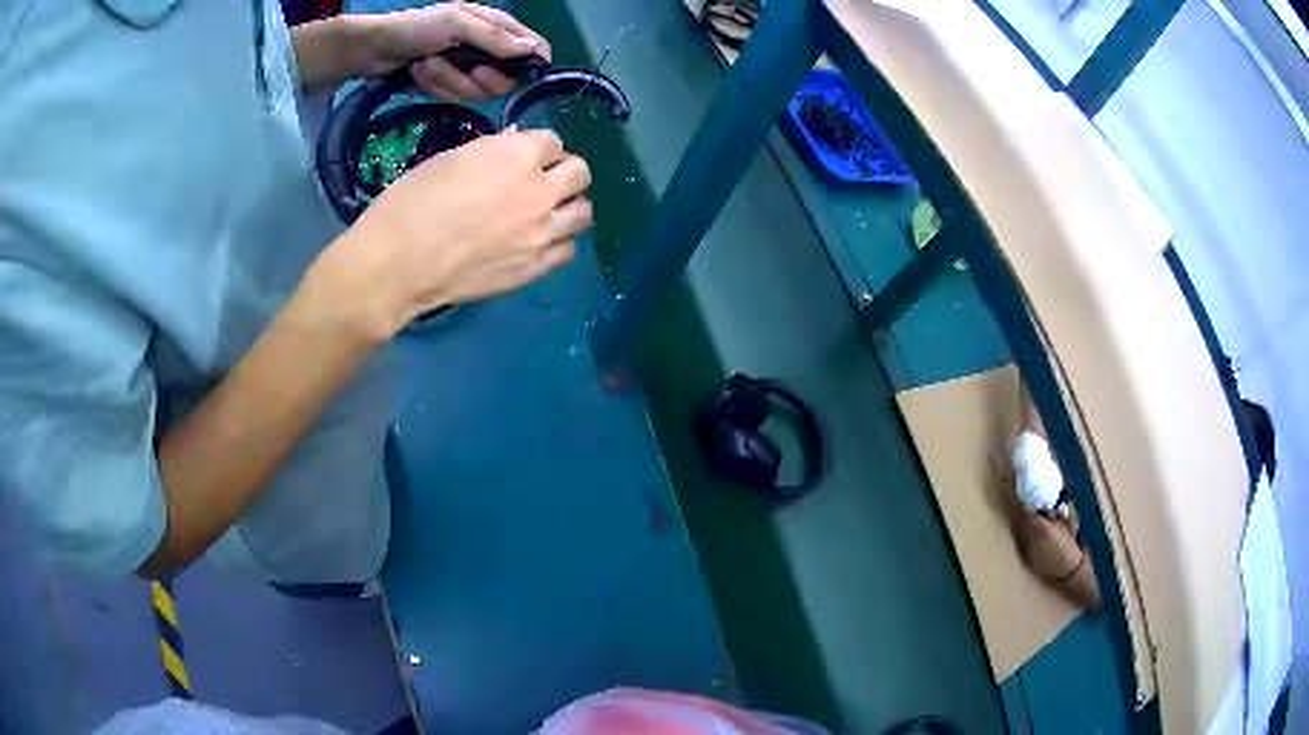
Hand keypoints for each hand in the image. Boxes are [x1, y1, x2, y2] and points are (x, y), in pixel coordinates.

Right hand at [332, 129, 590, 335]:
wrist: (398, 263)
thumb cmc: (412, 202)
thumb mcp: (452, 159)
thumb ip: (494, 151)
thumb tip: (517, 144)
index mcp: (517, 155)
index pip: (553, 141)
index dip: (537, 148)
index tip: (524, 157)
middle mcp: (540, 190)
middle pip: (580, 173)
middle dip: (563, 172)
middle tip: (541, 182)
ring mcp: (542, 232)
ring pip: (583, 212)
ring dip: (568, 207)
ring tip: (545, 213)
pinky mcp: (536, 267)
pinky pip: (568, 250)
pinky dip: (558, 242)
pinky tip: (537, 242)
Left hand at [370, 3, 550, 101]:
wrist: (371, 50)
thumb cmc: (414, 28)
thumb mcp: (456, 24)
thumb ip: (494, 38)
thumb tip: (534, 50)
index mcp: (494, 25)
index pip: (532, 46)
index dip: (532, 63)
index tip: (520, 76)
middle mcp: (485, 48)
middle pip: (506, 78)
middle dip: (480, 78)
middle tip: (469, 70)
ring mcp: (465, 68)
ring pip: (476, 92)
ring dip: (449, 81)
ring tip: (426, 64)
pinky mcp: (446, 84)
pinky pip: (454, 97)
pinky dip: (435, 87)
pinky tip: (418, 74)